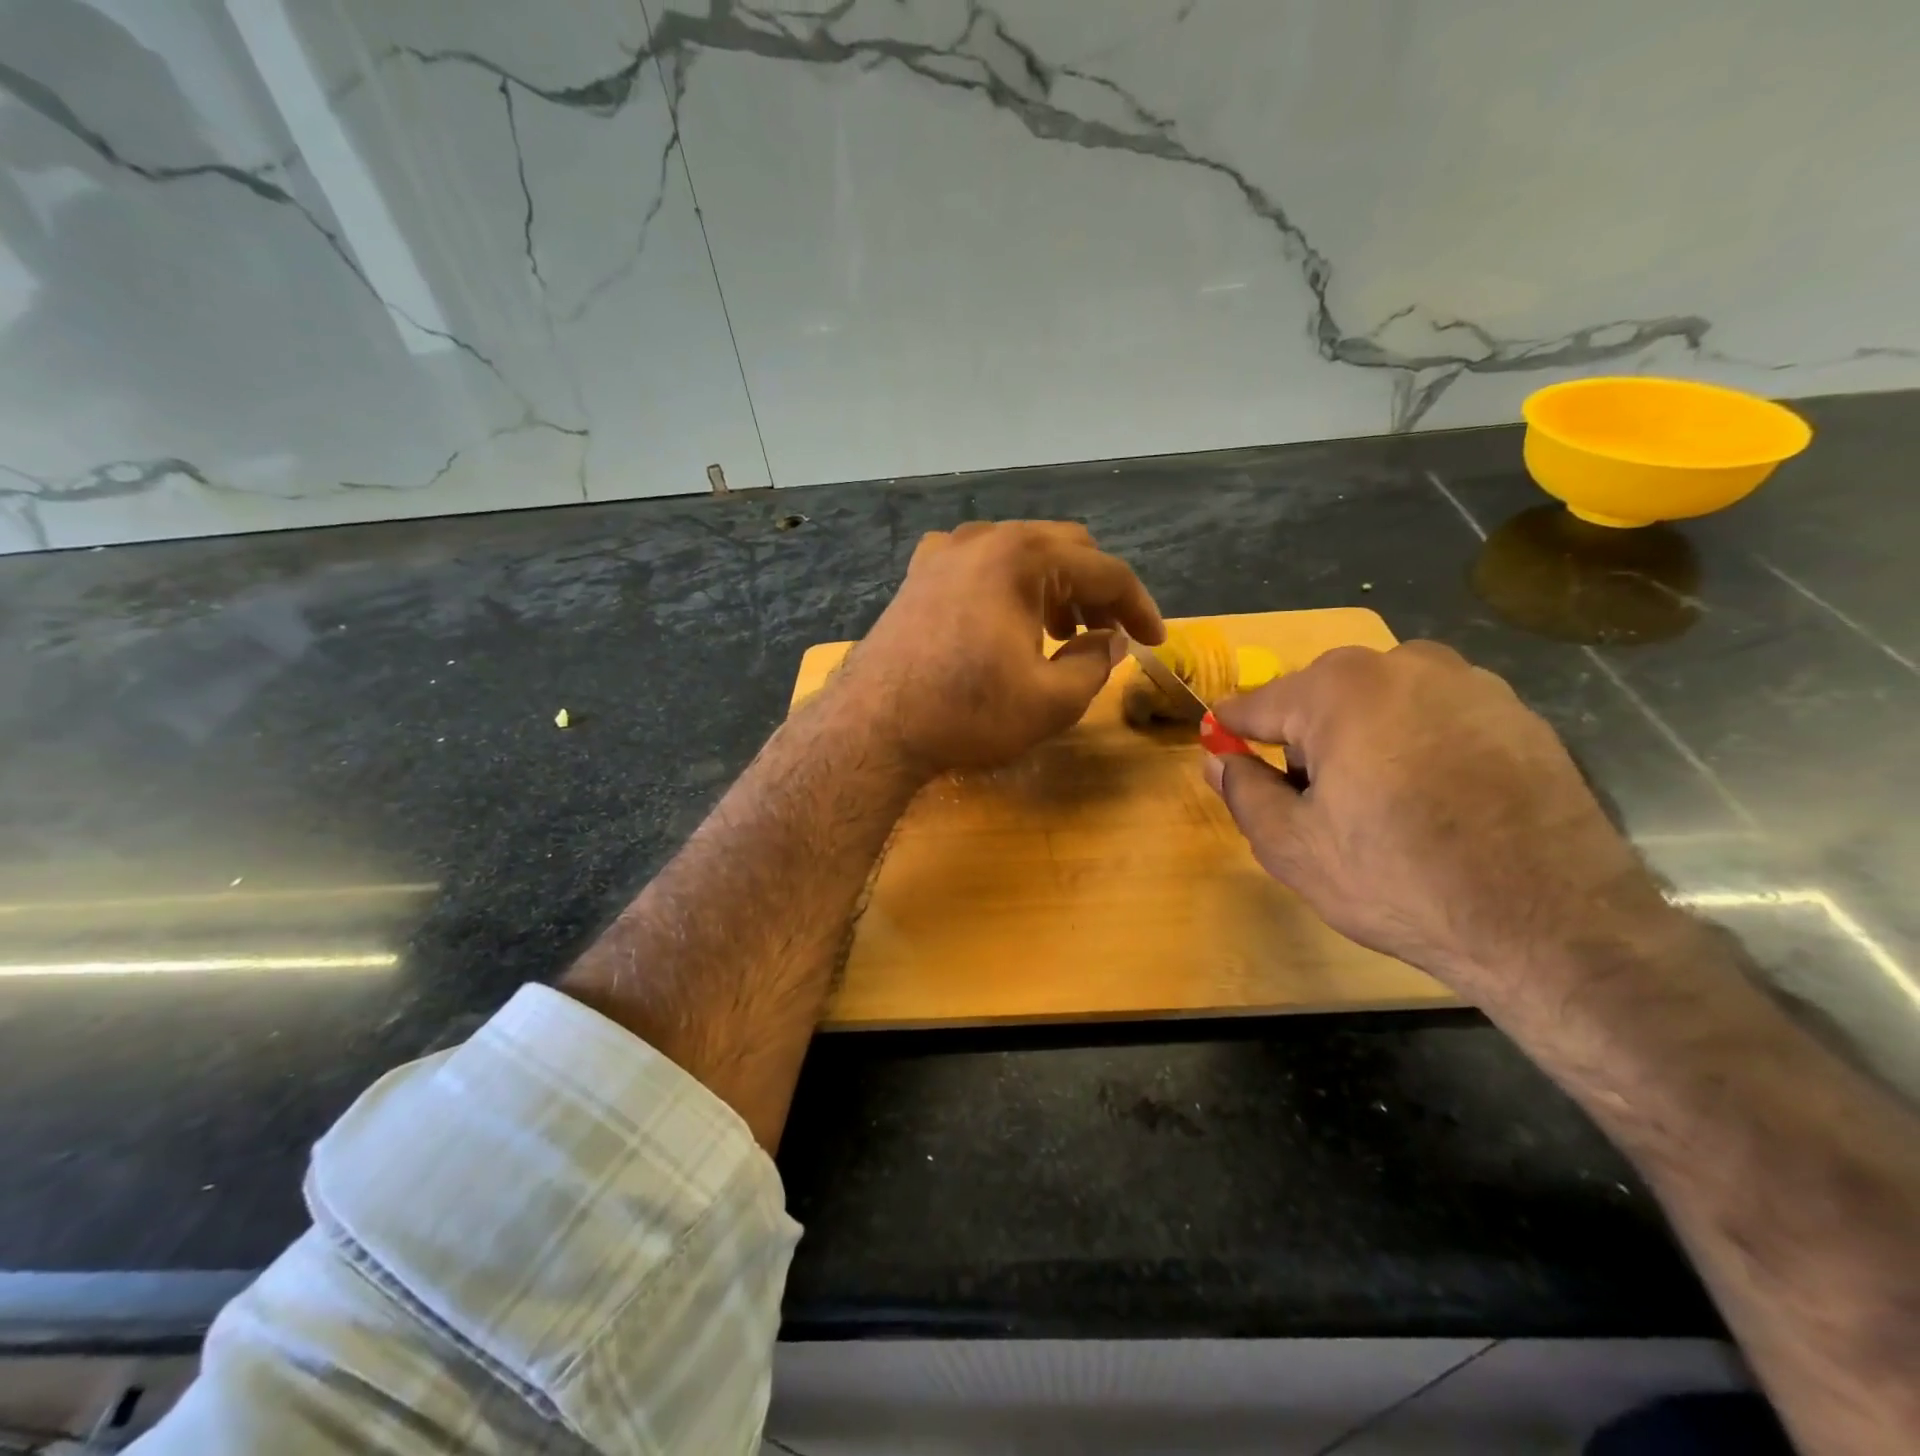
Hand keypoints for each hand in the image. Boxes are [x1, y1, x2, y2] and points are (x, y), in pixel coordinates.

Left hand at [837, 520, 1163, 774]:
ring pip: (1020, 553)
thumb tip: (1111, 639)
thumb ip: (1096, 663)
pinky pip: (978, 565)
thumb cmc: (968, 713)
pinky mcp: (918, 575)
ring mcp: (945, 552)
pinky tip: (1005, 621)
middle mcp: (985, 537)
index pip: (1105, 571)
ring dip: (1053, 587)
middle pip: (1065, 549)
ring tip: (1061, 635)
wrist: (874, 727)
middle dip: (1095, 591)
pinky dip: (1006, 585)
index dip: (1139, 606)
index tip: (1154, 640)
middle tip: (1107, 634)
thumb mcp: (1052, 700)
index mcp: (1024, 556)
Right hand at [1206, 641, 1669, 1001]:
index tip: (1221, 751)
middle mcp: (1404, 664)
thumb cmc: (1399, 878)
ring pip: (1381, 704)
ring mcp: (1470, 683)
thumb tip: (1217, 759)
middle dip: (1306, 741)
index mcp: (1339, 689)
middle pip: (1321, 698)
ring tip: (1381, 806)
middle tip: (1316, 803)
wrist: (1553, 923)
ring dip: (1363, 740)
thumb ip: (1243, 791)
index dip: (1232, 732)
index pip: (1257, 703)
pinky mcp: (1518, 713)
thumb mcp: (1292, 846)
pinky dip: (1418, 747)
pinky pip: (1436, 718)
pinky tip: (1436, 802)